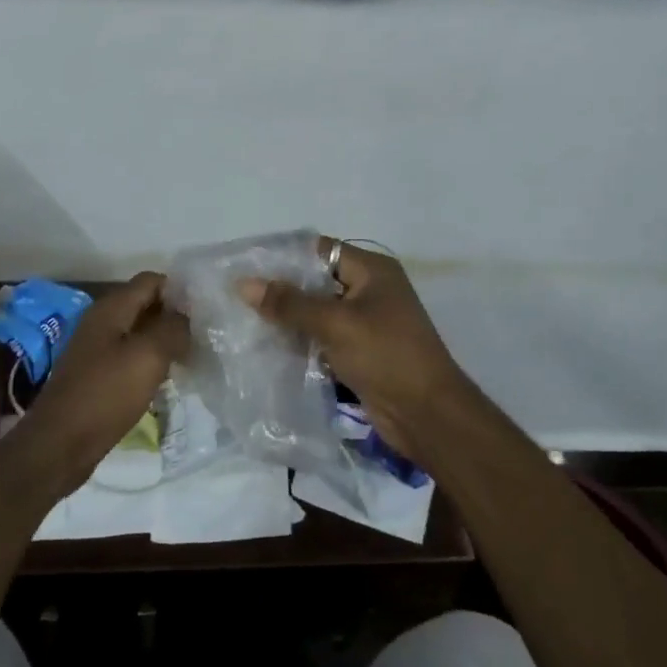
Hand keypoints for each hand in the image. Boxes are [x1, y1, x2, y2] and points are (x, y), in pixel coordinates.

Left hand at [21, 272, 189, 496]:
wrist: (60, 444)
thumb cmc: (106, 394)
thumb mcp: (148, 356)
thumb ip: (173, 328)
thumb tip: (189, 315)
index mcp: (111, 308)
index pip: (152, 280)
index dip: (180, 290)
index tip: (206, 311)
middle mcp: (102, 321)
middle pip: (146, 305)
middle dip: (175, 316)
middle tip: (205, 336)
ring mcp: (98, 349)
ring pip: (140, 333)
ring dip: (165, 341)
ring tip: (194, 357)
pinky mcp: (98, 375)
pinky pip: (131, 357)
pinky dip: (151, 362)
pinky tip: (168, 379)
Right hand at [238, 240, 468, 463]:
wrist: (427, 415)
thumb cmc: (386, 356)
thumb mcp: (336, 324)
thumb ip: (289, 303)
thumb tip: (243, 283)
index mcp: (372, 271)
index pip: (320, 251)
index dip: (284, 256)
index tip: (246, 265)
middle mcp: (369, 291)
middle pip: (317, 281)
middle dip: (281, 289)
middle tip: (239, 295)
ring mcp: (365, 323)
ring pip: (317, 312)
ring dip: (288, 318)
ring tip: (245, 320)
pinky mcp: (359, 352)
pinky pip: (323, 338)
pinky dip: (300, 341)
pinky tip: (268, 347)